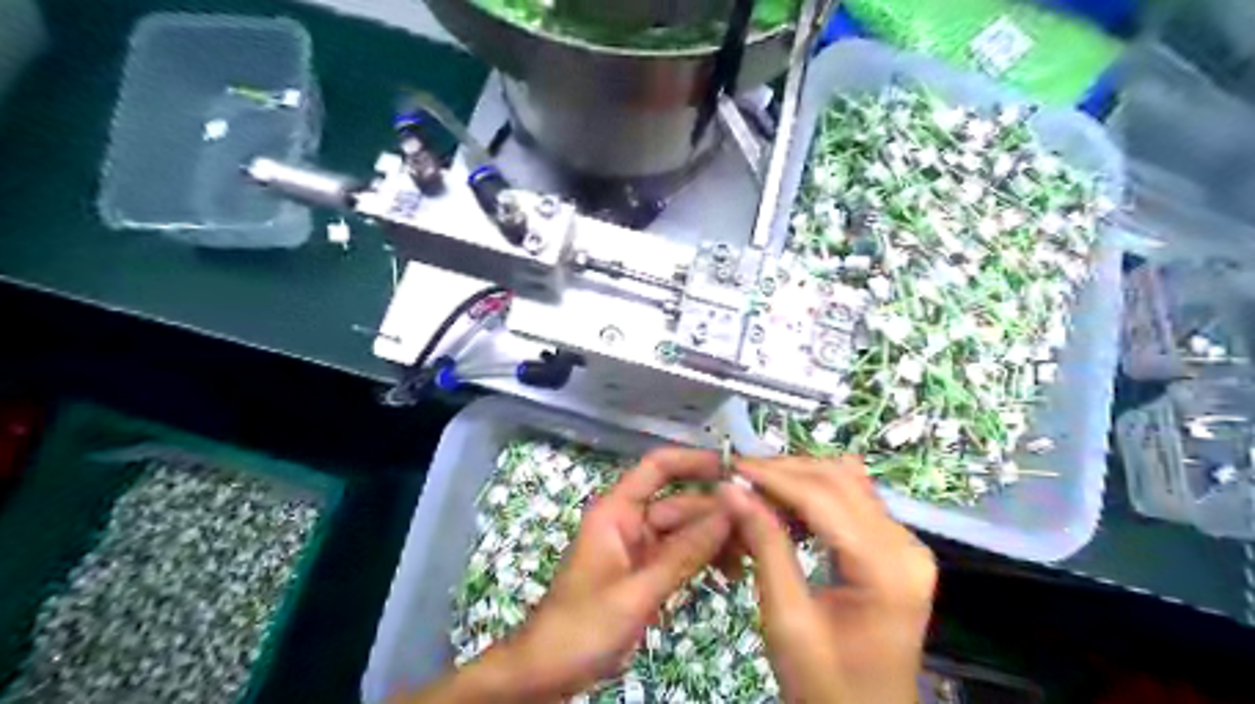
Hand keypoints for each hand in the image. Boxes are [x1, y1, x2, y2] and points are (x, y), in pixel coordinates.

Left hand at [485, 448, 731, 700]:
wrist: (548, 672)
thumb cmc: (582, 626)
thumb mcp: (637, 591)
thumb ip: (684, 554)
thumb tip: (729, 512)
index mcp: (616, 512)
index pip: (657, 468)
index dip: (694, 461)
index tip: (735, 468)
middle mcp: (629, 522)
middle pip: (680, 503)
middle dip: (716, 512)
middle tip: (759, 527)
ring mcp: (638, 548)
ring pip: (685, 531)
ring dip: (715, 539)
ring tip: (750, 555)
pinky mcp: (646, 572)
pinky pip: (681, 556)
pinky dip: (703, 560)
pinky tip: (730, 571)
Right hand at [721, 456, 936, 703]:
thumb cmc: (825, 685)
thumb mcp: (787, 620)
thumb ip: (765, 547)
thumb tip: (732, 489)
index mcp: (886, 568)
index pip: (823, 496)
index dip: (774, 476)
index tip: (731, 467)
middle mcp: (905, 544)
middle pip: (838, 479)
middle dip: (784, 472)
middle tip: (738, 479)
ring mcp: (904, 543)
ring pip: (845, 481)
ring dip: (797, 478)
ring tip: (756, 491)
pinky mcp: (895, 547)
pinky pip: (851, 499)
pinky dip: (813, 494)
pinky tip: (785, 507)